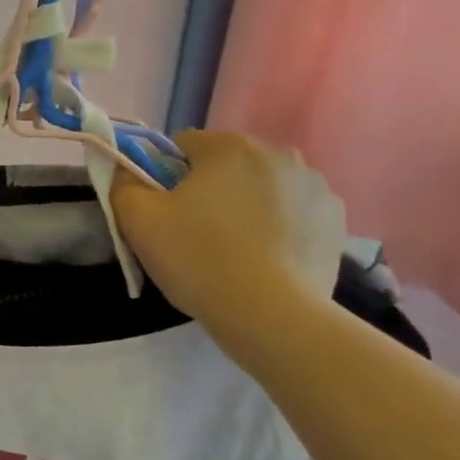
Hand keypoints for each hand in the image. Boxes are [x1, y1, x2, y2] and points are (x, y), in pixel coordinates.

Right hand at [112, 130, 345, 344]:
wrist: (270, 314)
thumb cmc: (198, 258)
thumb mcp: (138, 221)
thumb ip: (124, 185)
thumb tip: (127, 171)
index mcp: (229, 146)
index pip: (183, 145)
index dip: (164, 176)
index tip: (162, 210)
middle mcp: (278, 154)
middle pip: (226, 165)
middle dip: (208, 189)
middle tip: (193, 233)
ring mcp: (316, 187)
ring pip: (262, 188)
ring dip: (245, 206)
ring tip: (232, 250)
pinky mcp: (335, 222)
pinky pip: (294, 214)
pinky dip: (278, 228)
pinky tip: (264, 260)